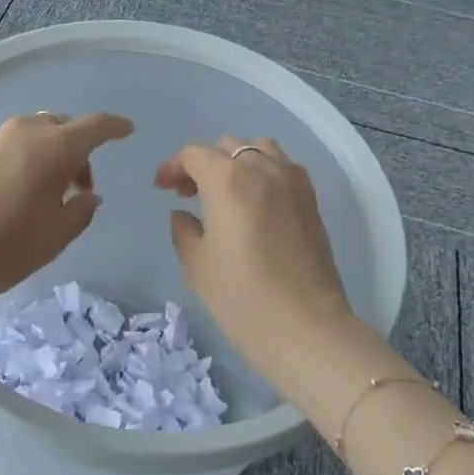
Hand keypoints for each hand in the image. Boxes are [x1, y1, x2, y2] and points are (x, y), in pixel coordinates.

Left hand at [0, 111, 133, 308]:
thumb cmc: (9, 243)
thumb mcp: (58, 233)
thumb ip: (81, 210)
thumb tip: (87, 196)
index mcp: (55, 145)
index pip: (95, 125)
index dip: (114, 127)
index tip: (127, 130)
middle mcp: (25, 131)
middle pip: (62, 127)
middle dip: (77, 149)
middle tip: (79, 186)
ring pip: (34, 136)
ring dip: (48, 155)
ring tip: (47, 194)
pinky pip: (10, 149)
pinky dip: (24, 162)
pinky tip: (16, 195)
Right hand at [155, 136, 355, 374]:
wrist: (306, 328)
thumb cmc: (241, 297)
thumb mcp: (197, 264)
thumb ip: (184, 230)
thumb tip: (184, 214)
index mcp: (228, 180)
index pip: (195, 154)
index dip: (173, 166)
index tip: (162, 187)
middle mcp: (262, 168)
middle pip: (227, 146)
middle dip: (203, 163)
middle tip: (188, 193)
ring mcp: (292, 181)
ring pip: (260, 148)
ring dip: (237, 161)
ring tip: (226, 191)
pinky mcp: (311, 199)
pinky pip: (283, 167)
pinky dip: (264, 171)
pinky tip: (255, 201)